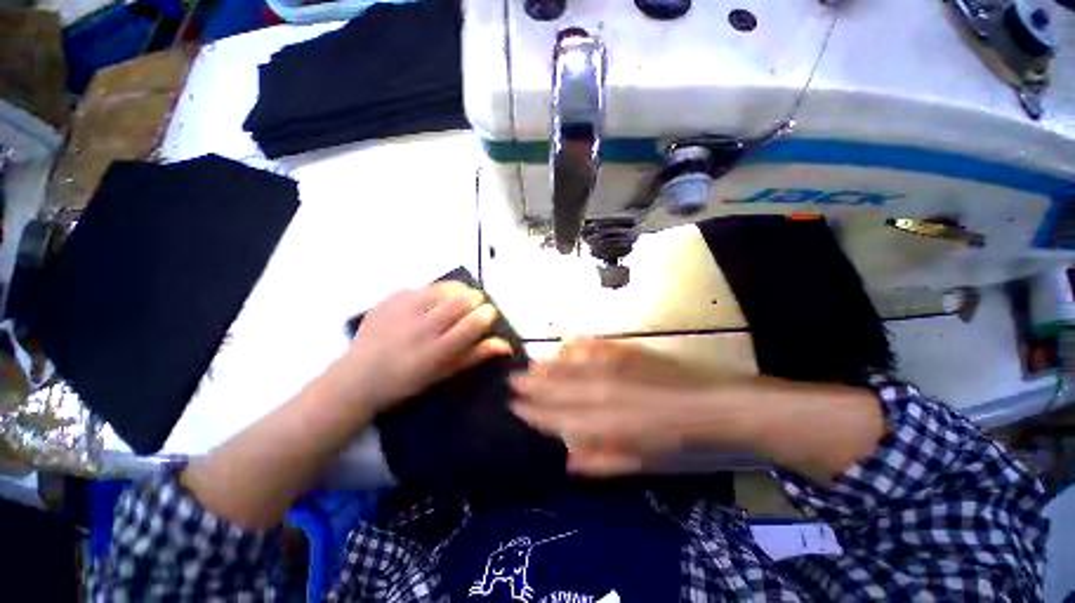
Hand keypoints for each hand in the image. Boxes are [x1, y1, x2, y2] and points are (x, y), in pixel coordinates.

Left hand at [335, 281, 510, 413]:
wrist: (357, 378)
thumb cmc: (407, 382)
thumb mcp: (444, 373)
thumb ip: (475, 355)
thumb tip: (505, 343)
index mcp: (436, 352)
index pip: (473, 323)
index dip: (487, 314)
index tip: (489, 313)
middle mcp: (421, 328)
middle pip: (461, 300)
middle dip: (474, 300)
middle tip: (472, 307)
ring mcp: (403, 310)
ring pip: (444, 288)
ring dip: (457, 292)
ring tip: (453, 302)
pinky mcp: (390, 299)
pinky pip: (423, 286)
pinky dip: (434, 292)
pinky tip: (428, 304)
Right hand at [509, 338, 741, 475]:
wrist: (710, 405)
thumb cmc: (675, 439)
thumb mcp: (639, 460)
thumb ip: (601, 462)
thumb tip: (568, 460)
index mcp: (605, 423)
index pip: (558, 417)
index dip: (534, 412)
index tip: (515, 406)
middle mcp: (602, 392)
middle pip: (558, 387)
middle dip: (532, 384)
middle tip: (512, 379)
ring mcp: (613, 367)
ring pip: (570, 365)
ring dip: (548, 365)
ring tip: (530, 364)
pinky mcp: (626, 351)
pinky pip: (593, 346)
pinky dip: (576, 346)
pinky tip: (566, 344)